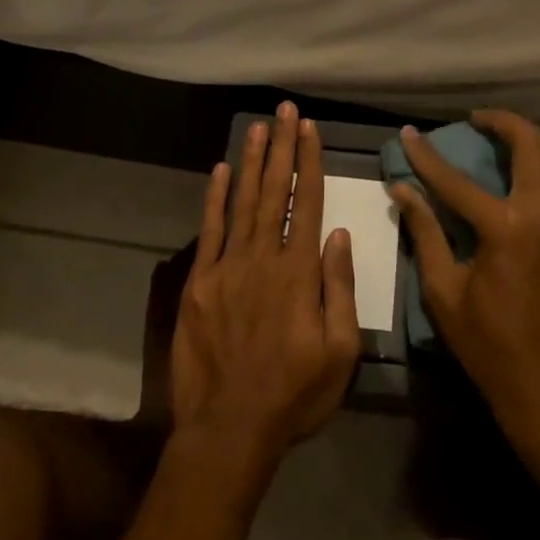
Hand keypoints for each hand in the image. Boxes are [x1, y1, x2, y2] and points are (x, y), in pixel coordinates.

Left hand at [170, 102, 359, 469]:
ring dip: (253, 162)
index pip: (307, 203)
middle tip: (284, 110)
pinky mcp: (199, 283)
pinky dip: (215, 198)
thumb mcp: (339, 351)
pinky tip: (222, 170)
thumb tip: (339, 235)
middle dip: (281, 148)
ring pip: (243, 202)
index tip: (309, 129)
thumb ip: (338, 288)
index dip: (308, 162)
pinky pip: (209, 231)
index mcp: (299, 273)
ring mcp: (226, 268)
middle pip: (274, 192)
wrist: (230, 429)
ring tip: (259, 127)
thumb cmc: (295, 394)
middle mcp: (263, 258)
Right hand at [391, 110, 539, 446]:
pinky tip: (531, 173)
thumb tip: (402, 190)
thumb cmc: (486, 343)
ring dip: (532, 140)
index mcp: (505, 229)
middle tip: (476, 118)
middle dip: (503, 124)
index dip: (427, 157)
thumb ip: (424, 232)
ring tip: (504, 134)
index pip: (457, 181)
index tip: (407, 133)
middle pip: (529, 149)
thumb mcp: (443, 289)